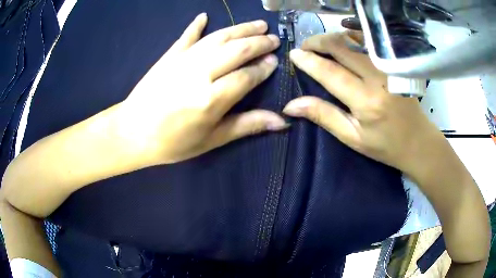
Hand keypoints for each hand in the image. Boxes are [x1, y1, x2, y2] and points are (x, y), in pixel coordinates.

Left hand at [118, 13, 286, 163]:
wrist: (132, 133)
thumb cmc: (172, 143)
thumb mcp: (212, 140)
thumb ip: (247, 126)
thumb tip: (282, 122)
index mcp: (212, 99)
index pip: (247, 76)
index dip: (263, 68)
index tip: (274, 62)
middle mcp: (200, 73)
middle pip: (237, 50)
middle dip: (259, 43)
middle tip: (274, 39)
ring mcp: (183, 60)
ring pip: (218, 38)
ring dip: (241, 29)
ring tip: (258, 24)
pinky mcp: (169, 56)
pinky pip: (186, 36)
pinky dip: (196, 25)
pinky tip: (205, 16)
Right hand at [283, 32, 444, 176]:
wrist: (418, 141)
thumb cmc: (385, 145)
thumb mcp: (352, 138)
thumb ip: (324, 116)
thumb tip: (291, 105)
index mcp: (366, 101)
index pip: (330, 72)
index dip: (309, 61)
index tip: (293, 54)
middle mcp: (378, 78)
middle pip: (342, 47)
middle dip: (318, 42)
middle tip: (305, 48)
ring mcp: (388, 67)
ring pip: (354, 40)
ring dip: (333, 39)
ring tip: (321, 46)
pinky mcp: (393, 63)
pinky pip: (368, 42)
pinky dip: (351, 38)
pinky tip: (343, 43)